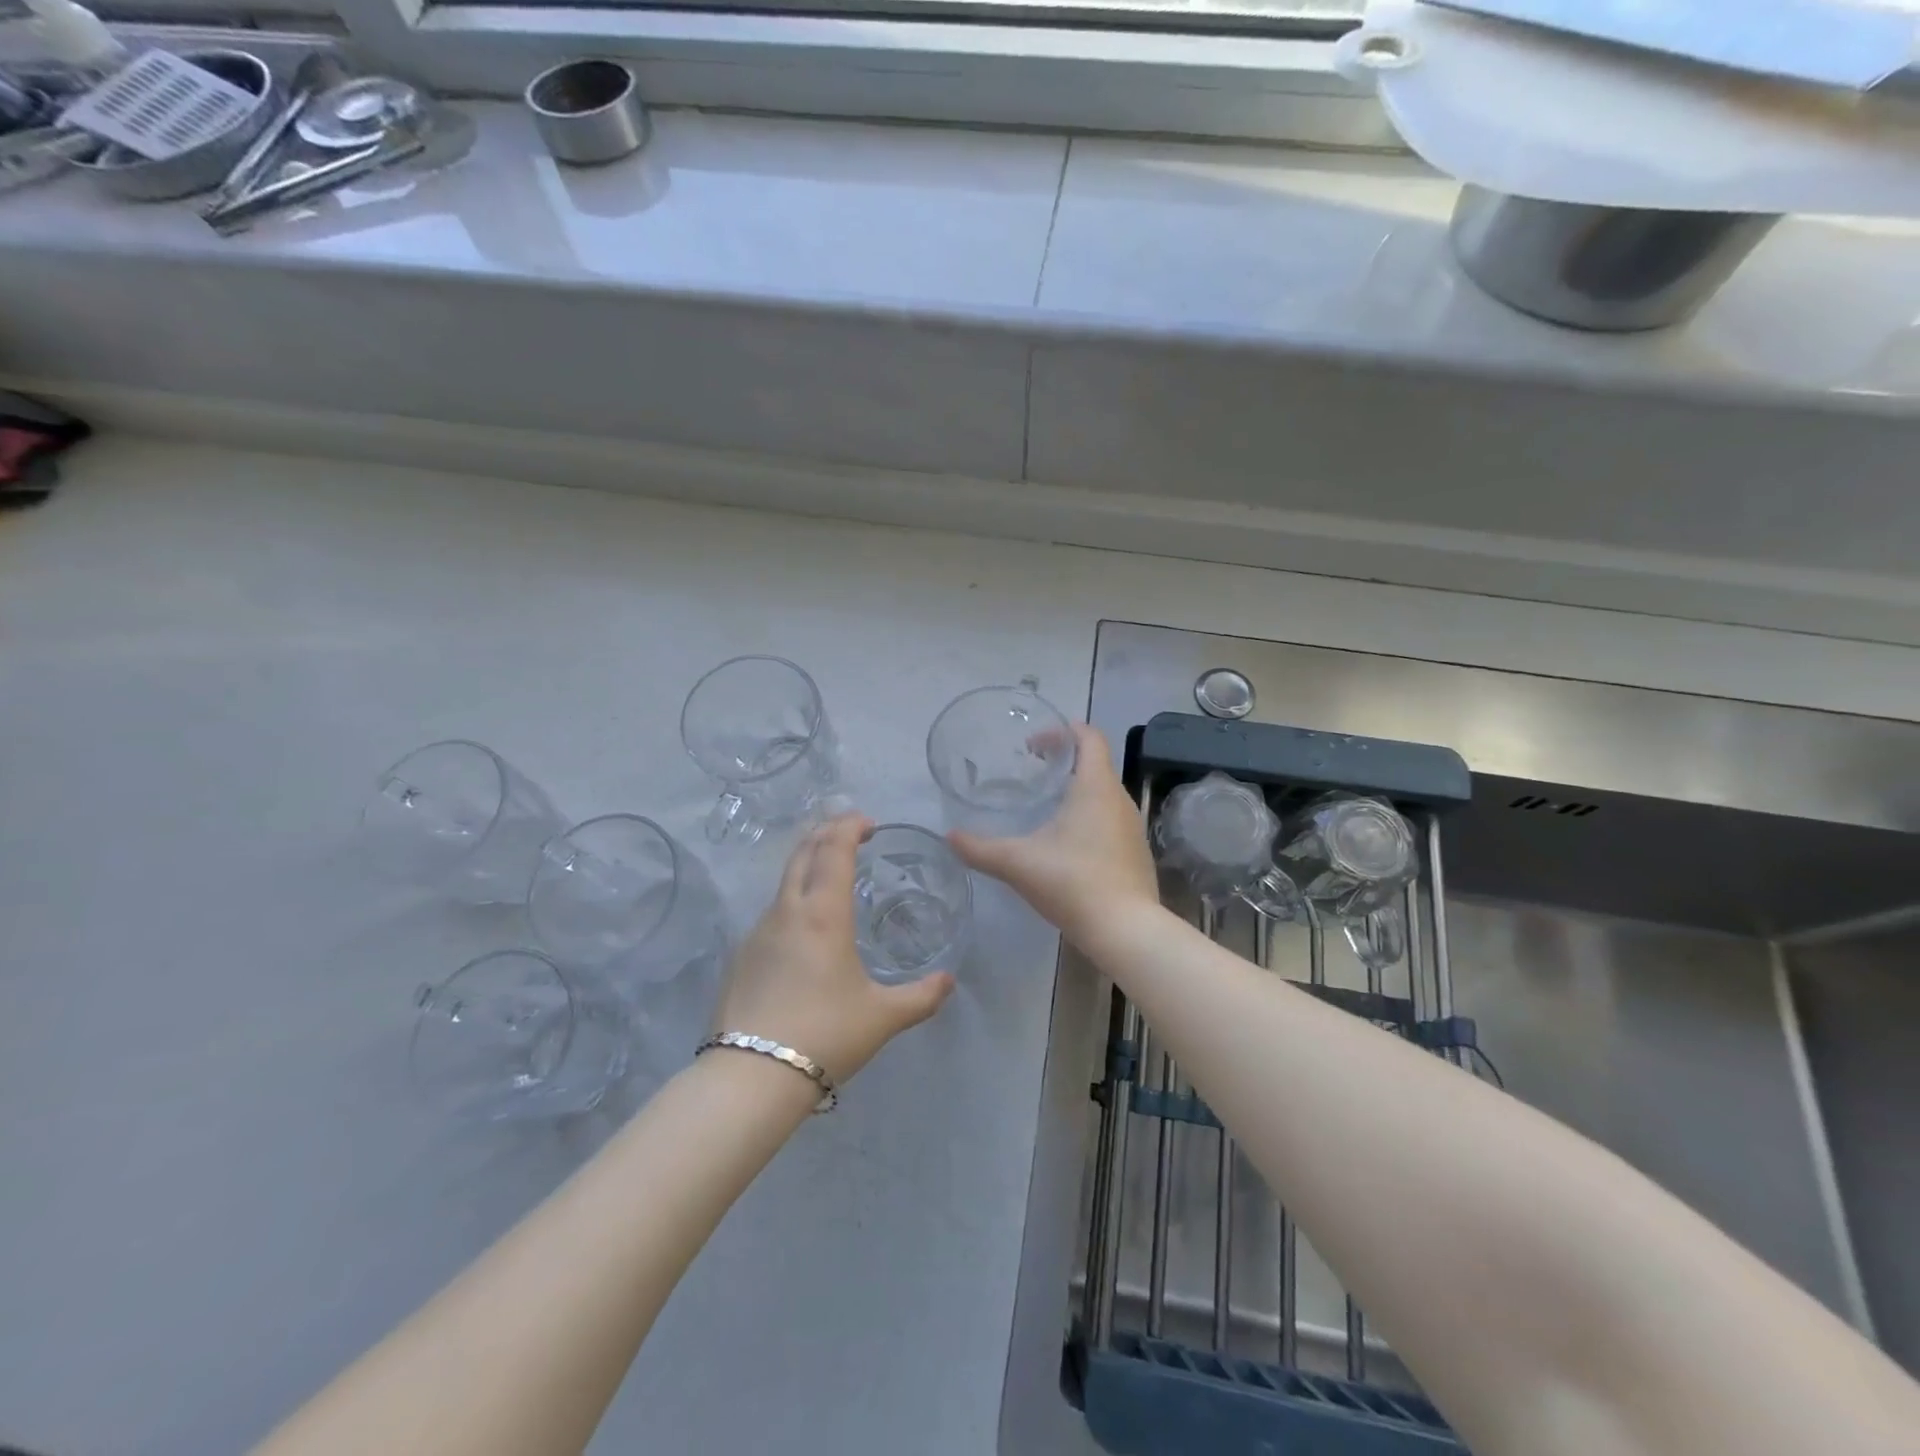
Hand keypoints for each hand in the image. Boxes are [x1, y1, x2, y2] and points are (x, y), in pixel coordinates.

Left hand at [712, 813, 954, 1084]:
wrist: (751, 1076)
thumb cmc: (826, 1034)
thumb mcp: (882, 1016)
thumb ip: (921, 996)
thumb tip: (949, 981)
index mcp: (823, 914)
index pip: (834, 849)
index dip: (849, 826)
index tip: (868, 822)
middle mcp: (787, 911)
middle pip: (803, 852)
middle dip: (826, 833)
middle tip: (850, 834)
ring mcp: (758, 932)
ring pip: (784, 881)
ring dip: (807, 864)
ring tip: (831, 877)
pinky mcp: (741, 956)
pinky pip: (773, 912)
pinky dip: (793, 899)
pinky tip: (805, 930)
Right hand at [948, 724, 1159, 944]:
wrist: (1125, 930)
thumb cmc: (1072, 882)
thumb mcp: (1018, 863)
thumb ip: (980, 849)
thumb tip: (949, 837)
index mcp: (1095, 787)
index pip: (1089, 737)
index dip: (1063, 731)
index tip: (1034, 744)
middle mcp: (1119, 799)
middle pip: (1095, 764)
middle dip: (1064, 762)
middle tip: (1031, 774)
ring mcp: (1133, 827)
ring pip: (1104, 794)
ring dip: (1077, 791)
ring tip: (1046, 808)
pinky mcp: (1136, 853)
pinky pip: (1111, 821)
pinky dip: (1089, 818)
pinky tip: (1067, 845)